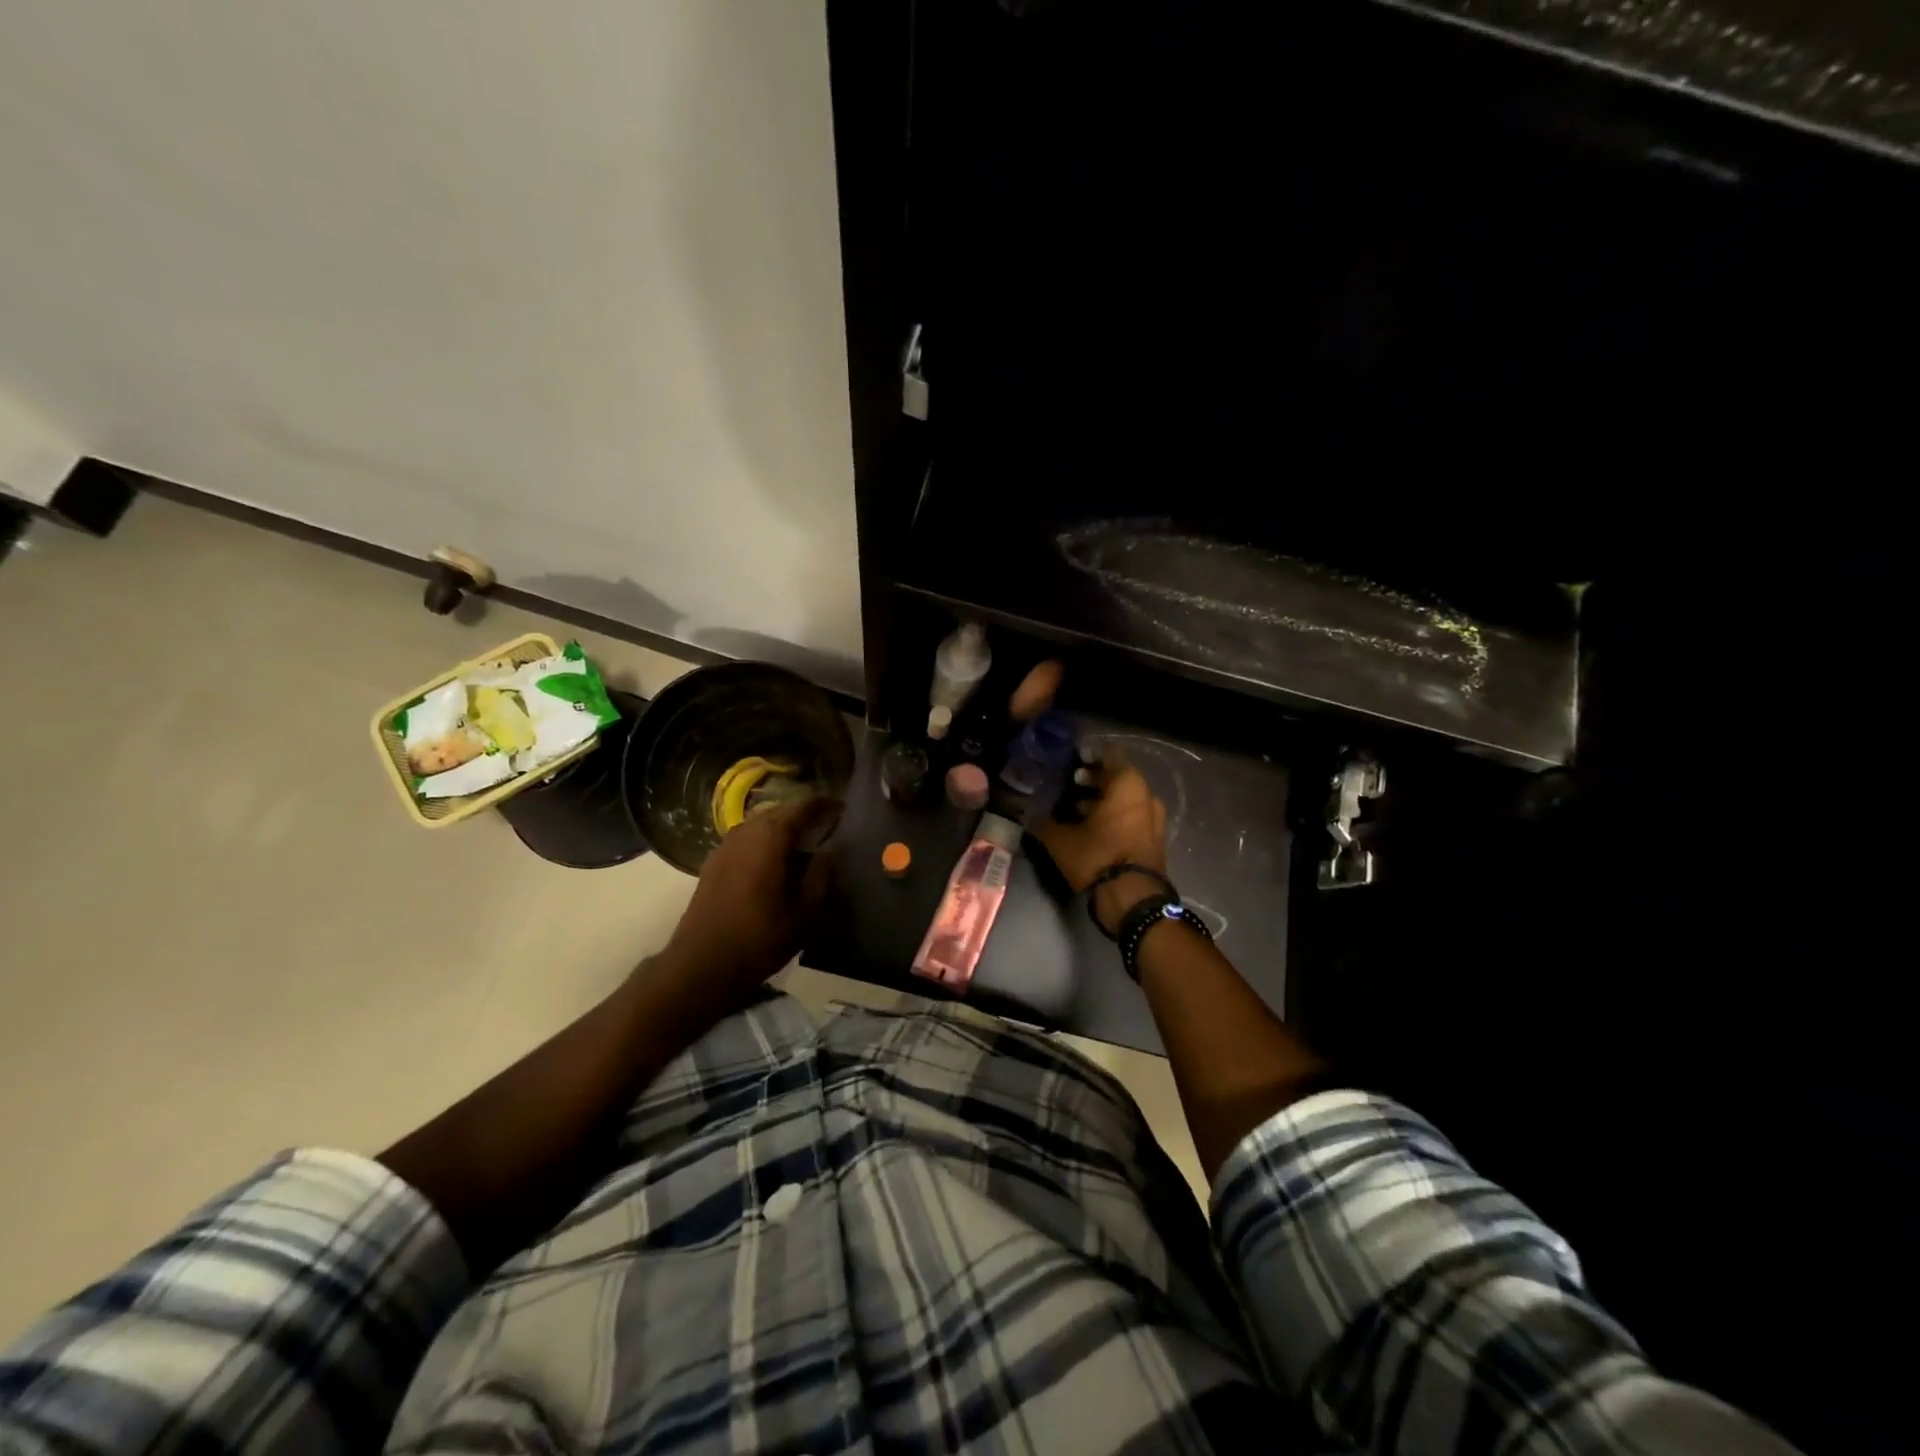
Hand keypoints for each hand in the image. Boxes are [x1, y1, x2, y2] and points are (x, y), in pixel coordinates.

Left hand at [655, 795, 840, 1012]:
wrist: (702, 965)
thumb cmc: (760, 937)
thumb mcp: (806, 912)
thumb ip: (821, 875)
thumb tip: (829, 852)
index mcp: (770, 837)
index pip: (803, 806)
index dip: (825, 805)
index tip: (844, 808)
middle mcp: (745, 831)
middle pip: (779, 811)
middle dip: (803, 815)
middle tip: (827, 825)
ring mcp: (724, 846)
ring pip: (760, 824)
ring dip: (782, 828)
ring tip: (804, 843)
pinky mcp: (713, 864)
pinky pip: (746, 840)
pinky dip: (764, 842)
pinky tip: (775, 862)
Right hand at [1029, 750, 1168, 932]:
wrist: (1133, 900)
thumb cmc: (1098, 857)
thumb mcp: (1060, 840)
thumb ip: (1043, 822)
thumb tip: (1028, 813)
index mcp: (1127, 783)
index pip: (1107, 753)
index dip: (1087, 753)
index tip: (1068, 758)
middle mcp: (1146, 794)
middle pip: (1117, 776)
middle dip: (1092, 778)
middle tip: (1067, 783)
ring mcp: (1154, 817)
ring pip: (1124, 798)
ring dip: (1102, 799)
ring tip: (1074, 807)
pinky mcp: (1154, 838)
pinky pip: (1131, 816)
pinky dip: (1113, 816)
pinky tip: (1090, 827)